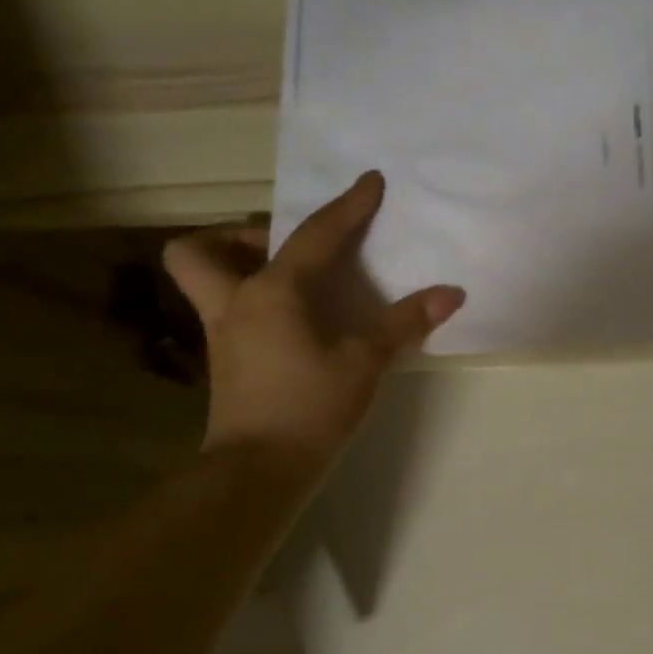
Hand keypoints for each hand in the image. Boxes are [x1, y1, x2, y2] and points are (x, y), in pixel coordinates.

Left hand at [163, 171, 464, 474]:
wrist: (258, 471)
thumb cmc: (311, 407)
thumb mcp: (365, 362)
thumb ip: (405, 323)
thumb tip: (451, 293)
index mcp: (273, 293)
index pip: (315, 236)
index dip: (347, 207)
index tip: (370, 181)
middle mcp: (236, 303)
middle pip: (200, 249)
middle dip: (237, 238)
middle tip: (287, 251)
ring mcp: (223, 335)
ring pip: (204, 281)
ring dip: (238, 268)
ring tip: (295, 286)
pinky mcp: (226, 363)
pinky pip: (229, 312)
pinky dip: (255, 304)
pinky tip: (296, 326)